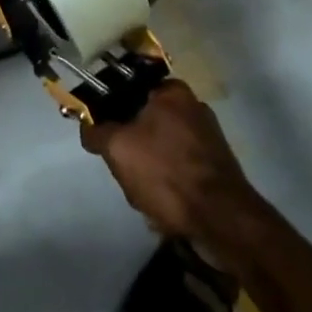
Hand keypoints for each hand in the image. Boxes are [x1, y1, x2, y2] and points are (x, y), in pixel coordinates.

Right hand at [80, 81, 261, 241]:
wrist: (222, 220)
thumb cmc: (166, 172)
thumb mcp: (118, 148)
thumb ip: (97, 132)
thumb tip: (88, 126)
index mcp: (171, 91)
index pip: (128, 90)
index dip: (111, 113)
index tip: (104, 136)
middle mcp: (194, 105)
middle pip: (145, 121)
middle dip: (132, 147)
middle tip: (125, 169)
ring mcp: (209, 136)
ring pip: (161, 147)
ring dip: (149, 168)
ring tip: (146, 194)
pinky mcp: (217, 165)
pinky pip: (180, 166)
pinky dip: (170, 181)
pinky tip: (165, 203)